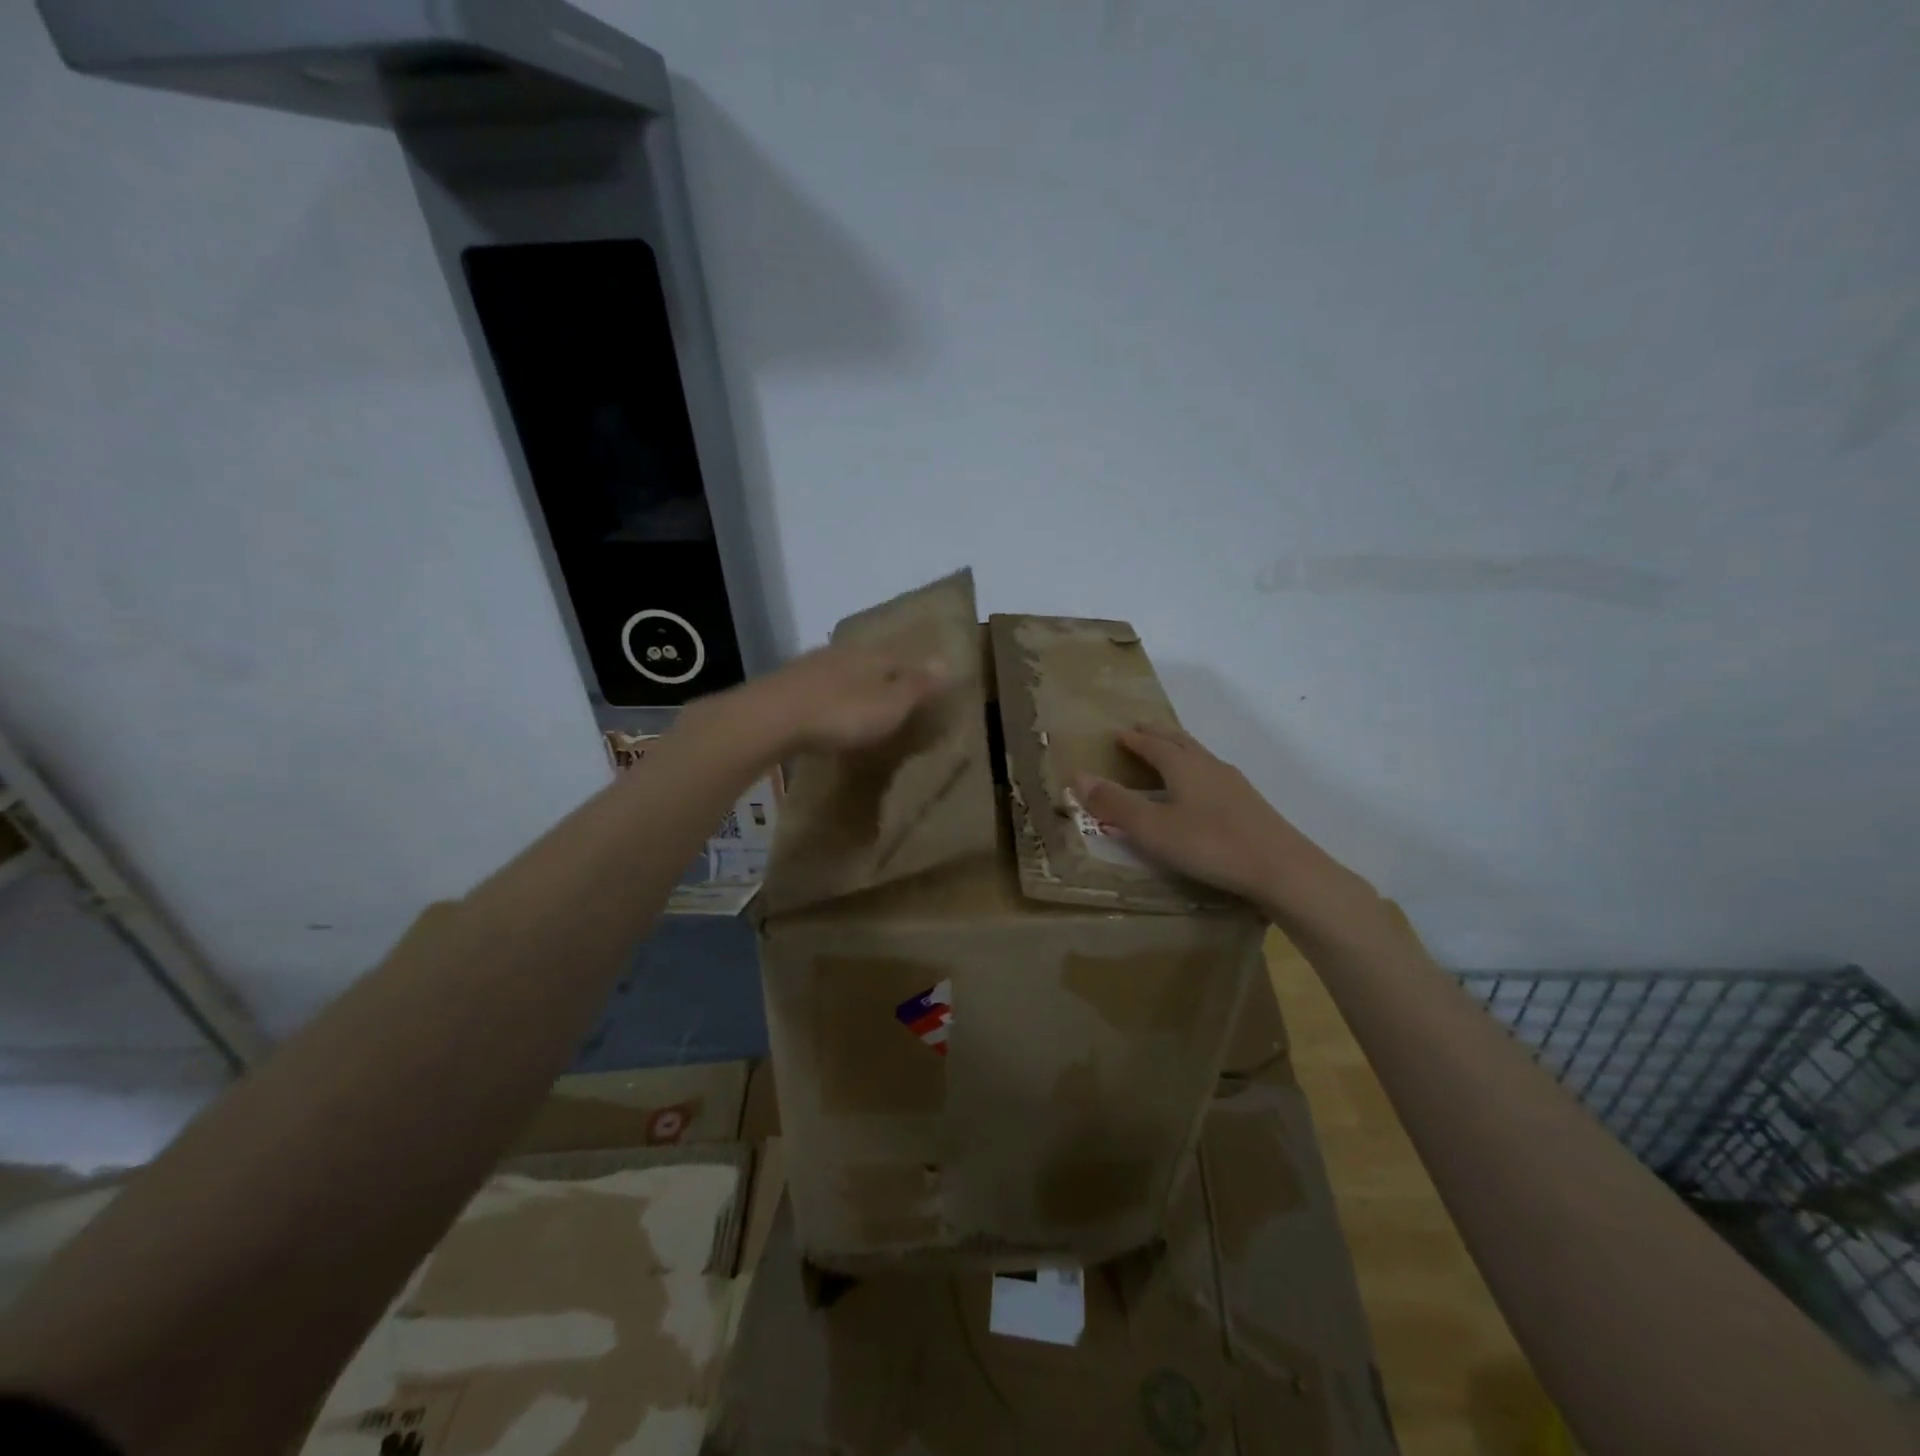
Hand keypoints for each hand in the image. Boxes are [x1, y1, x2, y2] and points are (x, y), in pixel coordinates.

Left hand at [728, 645, 950, 756]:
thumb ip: (917, 686)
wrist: (771, 717)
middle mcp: (844, 653)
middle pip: (873, 660)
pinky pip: (820, 687)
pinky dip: (830, 697)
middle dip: (885, 675)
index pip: (904, 658)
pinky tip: (828, 711)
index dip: (918, 672)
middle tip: (896, 694)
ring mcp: (812, 666)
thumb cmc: (841, 713)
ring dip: (855, 685)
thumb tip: (947, 662)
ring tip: (863, 704)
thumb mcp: (889, 705)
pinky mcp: (788, 685)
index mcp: (873, 656)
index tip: (929, 686)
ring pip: (844, 671)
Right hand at [1075, 724, 1356, 912]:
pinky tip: (1202, 791)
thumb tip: (1077, 775)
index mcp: (1184, 766)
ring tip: (1169, 754)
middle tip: (1141, 730)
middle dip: (1158, 735)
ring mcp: (1234, 785)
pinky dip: (1197, 771)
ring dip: (1180, 751)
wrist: (1282, 869)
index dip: (1133, 739)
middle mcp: (1209, 766)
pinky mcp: (1250, 805)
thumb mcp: (1153, 828)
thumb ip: (1115, 804)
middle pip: (1180, 742)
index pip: (1152, 744)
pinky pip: (1214, 776)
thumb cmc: (1210, 845)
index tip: (1118, 732)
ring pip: (1200, 757)